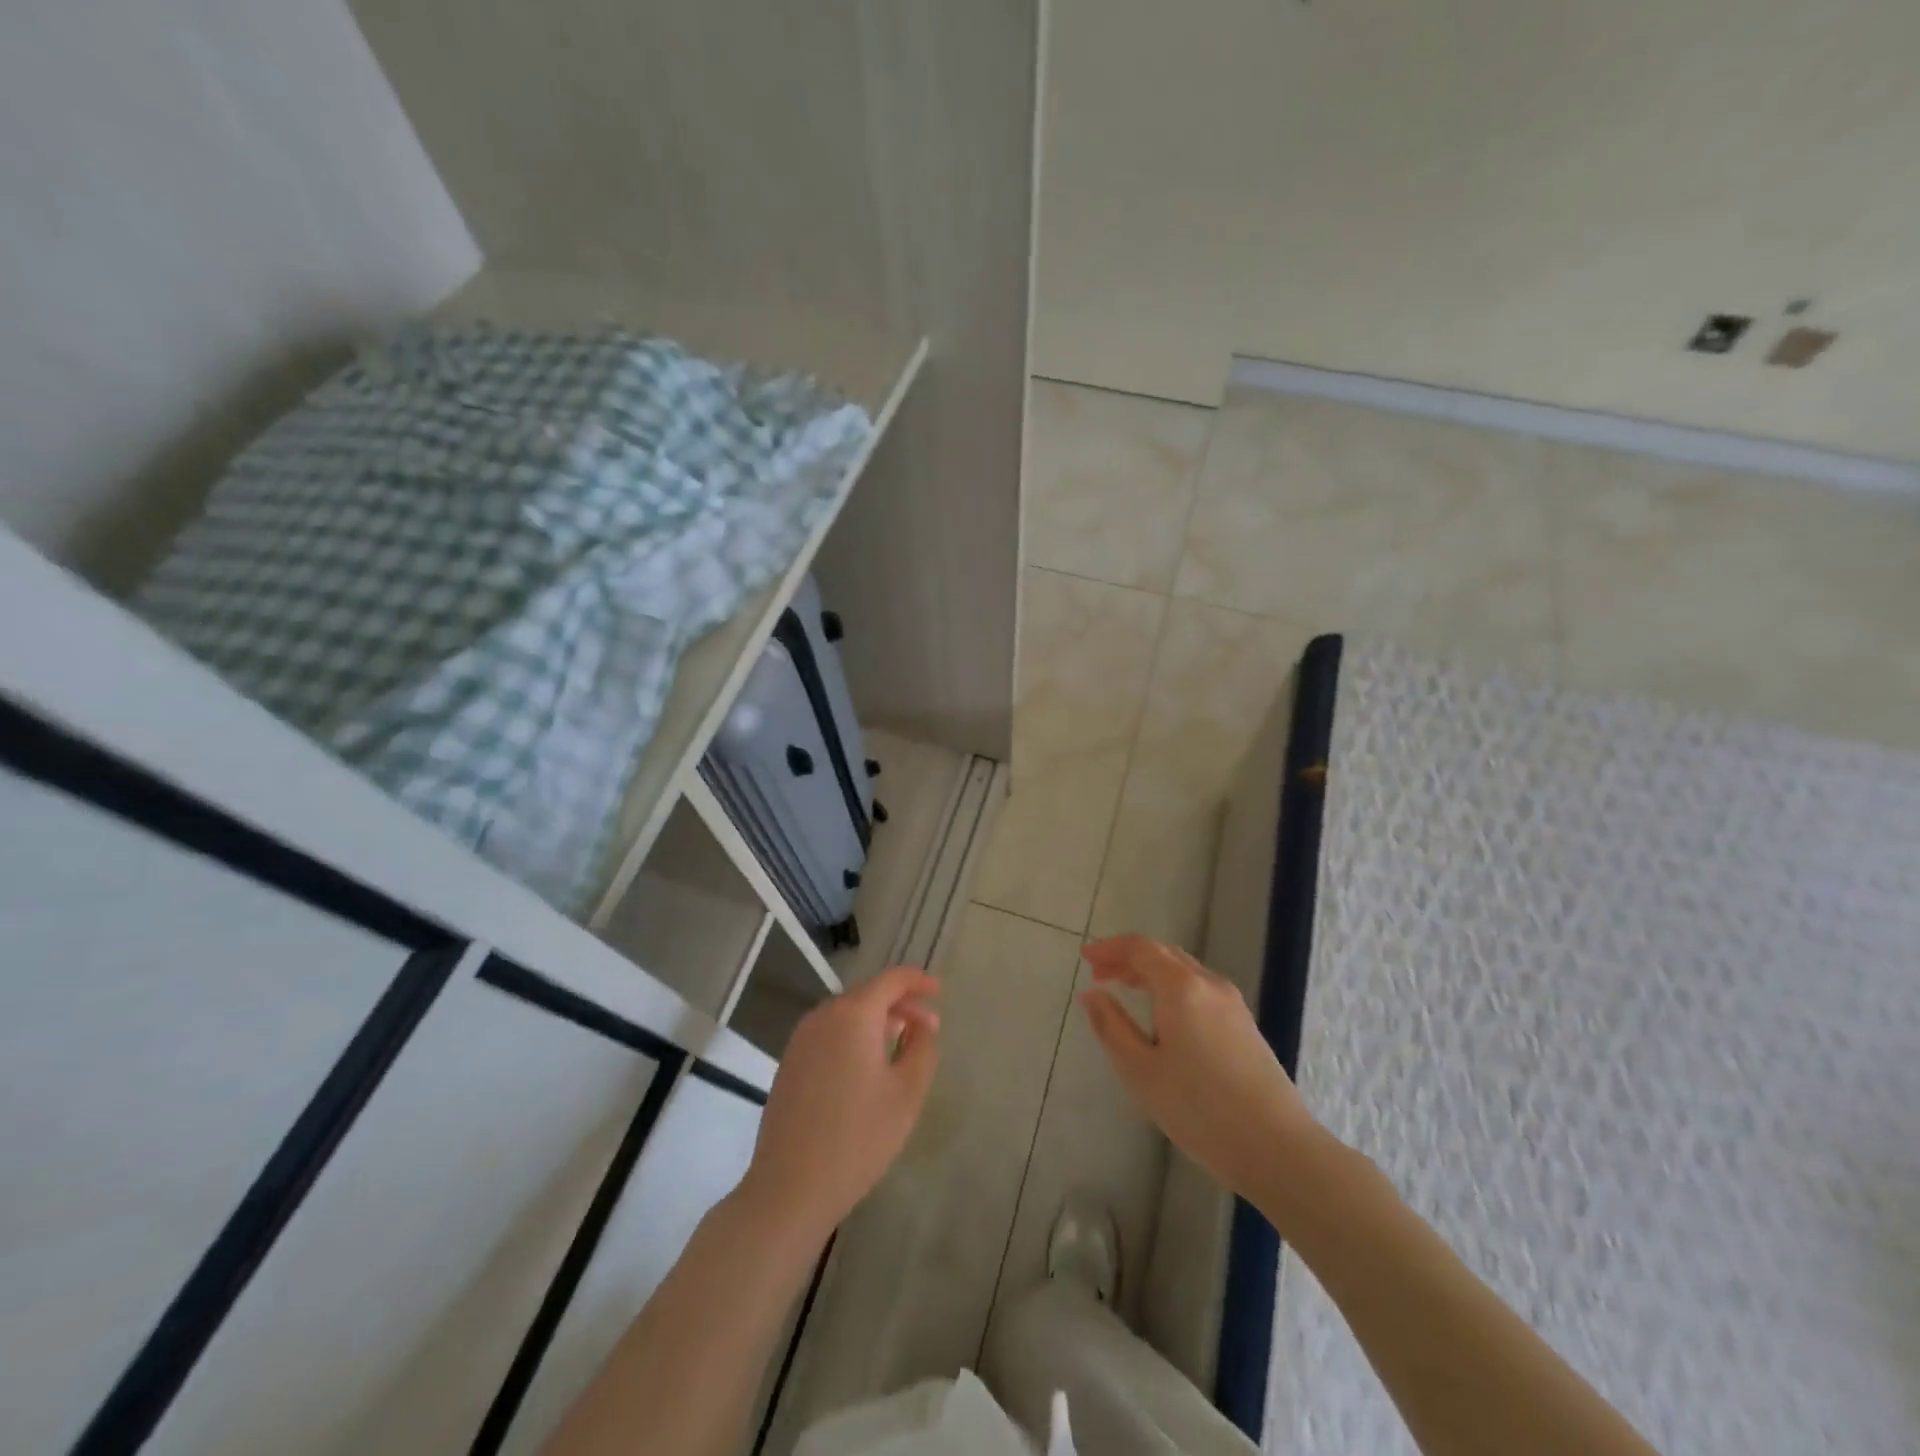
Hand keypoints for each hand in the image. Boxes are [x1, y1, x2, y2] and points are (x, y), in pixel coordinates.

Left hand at [740, 966, 940, 1247]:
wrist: (790, 1188)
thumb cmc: (858, 1138)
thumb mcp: (907, 1093)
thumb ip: (922, 1047)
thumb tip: (923, 1022)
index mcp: (853, 1014)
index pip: (891, 979)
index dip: (918, 981)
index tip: (939, 992)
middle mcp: (823, 1016)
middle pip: (868, 995)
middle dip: (900, 1005)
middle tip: (928, 1028)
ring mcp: (801, 1040)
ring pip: (847, 1015)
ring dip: (877, 1022)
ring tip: (902, 1046)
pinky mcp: (790, 1063)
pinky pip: (830, 1035)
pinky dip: (854, 1037)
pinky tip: (867, 1067)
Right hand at [1080, 935, 1314, 1201]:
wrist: (1277, 1148)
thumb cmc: (1199, 1109)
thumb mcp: (1140, 1071)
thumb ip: (1111, 1027)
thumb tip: (1092, 994)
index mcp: (1181, 987)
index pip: (1141, 947)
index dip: (1110, 947)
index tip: (1085, 957)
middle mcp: (1209, 984)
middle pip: (1164, 954)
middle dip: (1128, 959)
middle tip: (1100, 975)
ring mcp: (1232, 1004)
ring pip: (1184, 971)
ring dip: (1151, 973)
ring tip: (1125, 991)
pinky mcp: (1245, 1025)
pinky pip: (1200, 989)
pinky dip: (1172, 988)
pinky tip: (1163, 1017)